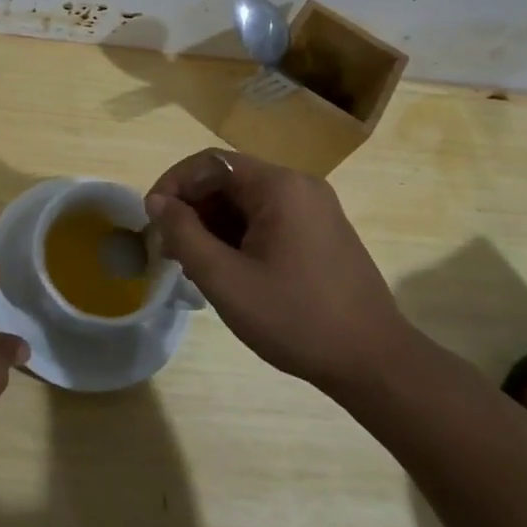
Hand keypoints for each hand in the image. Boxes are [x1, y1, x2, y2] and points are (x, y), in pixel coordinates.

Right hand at [145, 150, 415, 395]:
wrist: (374, 363)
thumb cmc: (295, 318)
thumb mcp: (226, 279)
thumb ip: (184, 234)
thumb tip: (157, 202)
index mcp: (279, 186)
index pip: (210, 163)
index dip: (173, 184)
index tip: (151, 220)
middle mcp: (299, 186)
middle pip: (228, 180)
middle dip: (192, 209)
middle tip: (169, 249)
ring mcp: (314, 210)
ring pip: (246, 202)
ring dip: (212, 225)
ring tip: (193, 265)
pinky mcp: (321, 233)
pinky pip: (267, 219)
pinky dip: (238, 236)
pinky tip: (226, 271)